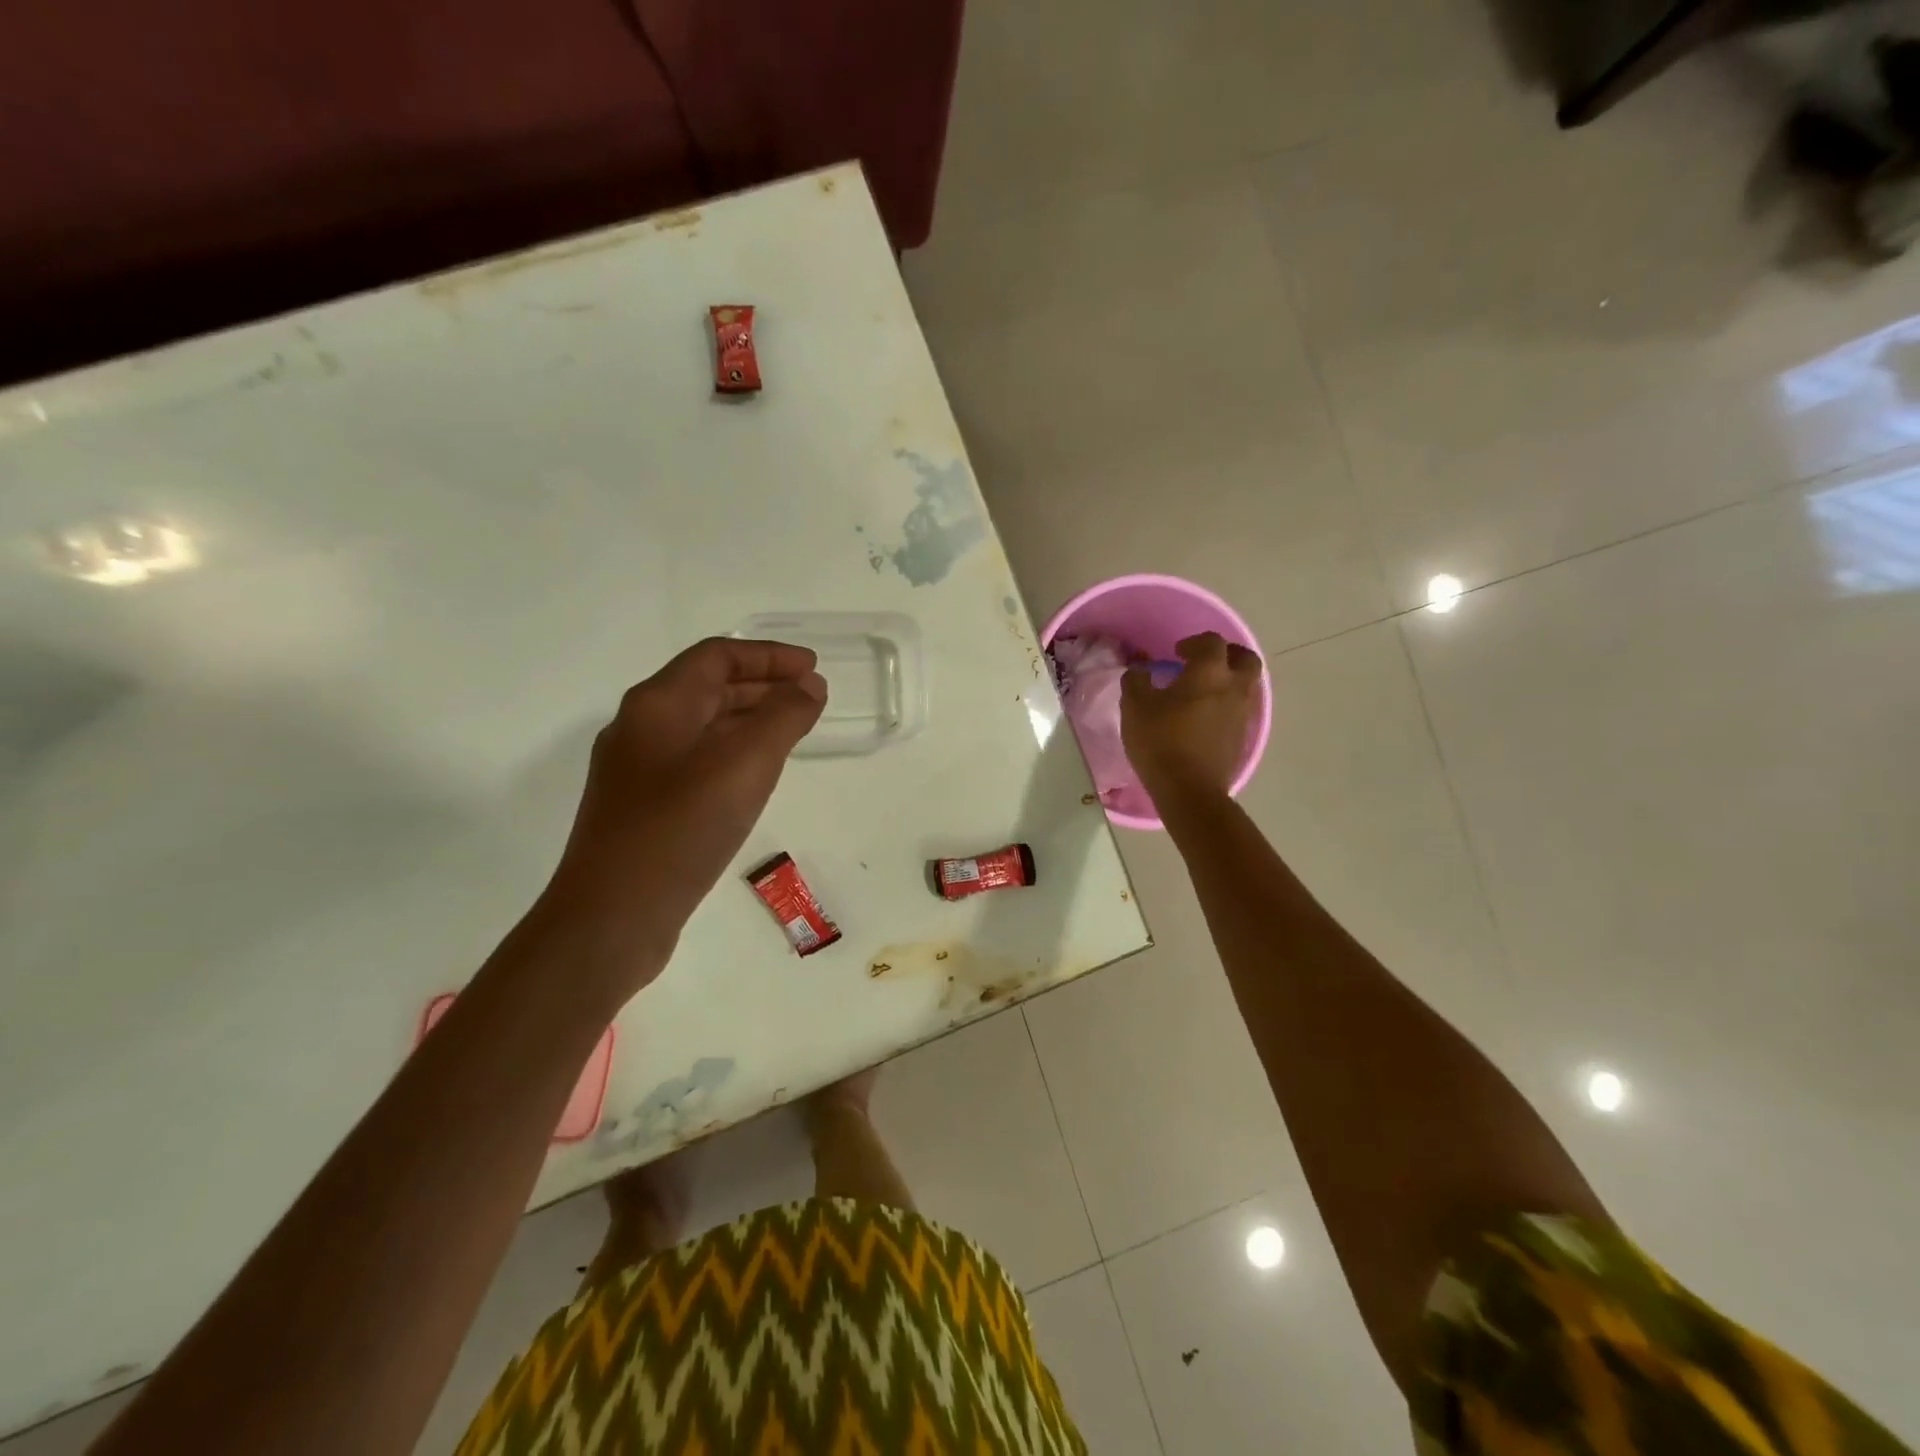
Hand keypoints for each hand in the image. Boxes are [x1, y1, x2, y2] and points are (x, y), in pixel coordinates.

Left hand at [544, 638, 826, 986]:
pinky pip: (695, 761)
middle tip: (810, 698)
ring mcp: (637, 770)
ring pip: (701, 727)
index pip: (717, 656)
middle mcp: (641, 728)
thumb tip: (809, 686)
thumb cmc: (680, 830)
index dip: (769, 655)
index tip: (813, 669)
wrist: (612, 917)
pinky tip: (756, 777)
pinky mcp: (642, 807)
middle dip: (763, 685)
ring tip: (793, 732)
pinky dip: (733, 753)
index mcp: (657, 704)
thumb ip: (783, 718)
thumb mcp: (745, 765)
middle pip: (707, 687)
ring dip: (749, 720)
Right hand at [1120, 632, 1262, 805]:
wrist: (1189, 790)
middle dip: (1227, 654)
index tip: (1177, 652)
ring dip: (1229, 681)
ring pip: (1246, 685)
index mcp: (1210, 673)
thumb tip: (1140, 670)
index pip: (1212, 642)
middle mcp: (1234, 688)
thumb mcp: (1135, 707)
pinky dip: (1227, 704)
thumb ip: (1136, 681)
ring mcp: (1243, 714)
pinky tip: (1205, 717)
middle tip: (1204, 662)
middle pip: (1245, 659)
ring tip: (1203, 691)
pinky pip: (1240, 709)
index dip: (1195, 642)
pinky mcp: (1242, 738)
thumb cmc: (1160, 741)